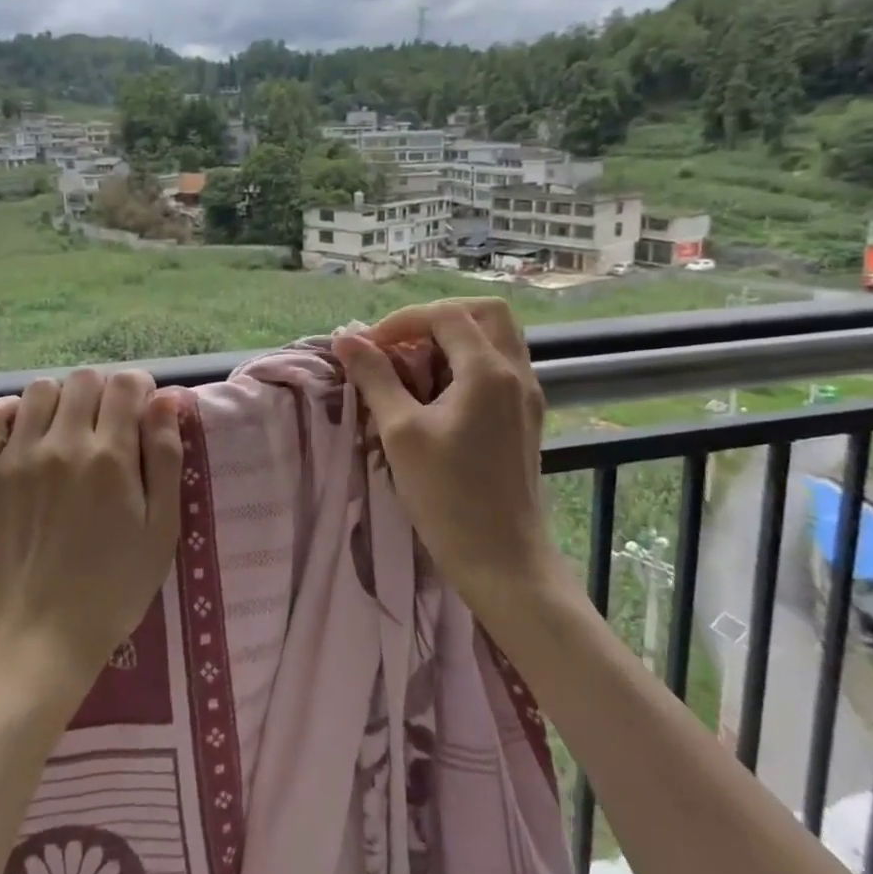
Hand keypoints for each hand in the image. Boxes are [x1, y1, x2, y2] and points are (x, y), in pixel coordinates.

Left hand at [0, 369, 184, 697]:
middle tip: (108, 428)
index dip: (140, 390)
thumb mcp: (160, 530)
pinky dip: (7, 412)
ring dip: (62, 401)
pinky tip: (23, 434)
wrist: (36, 641)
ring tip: (67, 433)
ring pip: (40, 389)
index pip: (126, 385)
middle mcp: (62, 444)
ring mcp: (15, 458)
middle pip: (85, 379)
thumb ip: (165, 458)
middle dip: (104, 393)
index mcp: (111, 457)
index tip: (142, 414)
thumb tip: (166, 399)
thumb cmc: (112, 590)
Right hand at [332, 298, 557, 608]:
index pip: (446, 315)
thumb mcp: (401, 432)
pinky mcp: (526, 417)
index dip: (402, 321)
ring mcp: (527, 396)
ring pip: (496, 339)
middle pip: (485, 313)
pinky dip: (468, 363)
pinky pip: (500, 367)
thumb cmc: (448, 497)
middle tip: (401, 343)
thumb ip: (375, 378)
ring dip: (455, 340)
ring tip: (415, 367)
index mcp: (489, 371)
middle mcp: (517, 373)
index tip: (368, 348)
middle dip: (438, 318)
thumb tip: (345, 339)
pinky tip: (438, 395)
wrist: (503, 561)